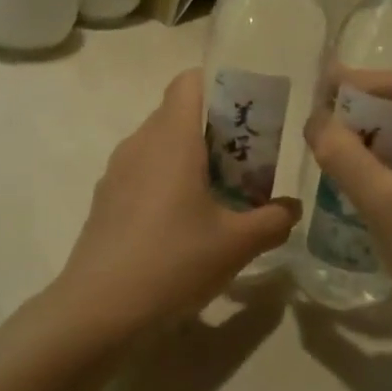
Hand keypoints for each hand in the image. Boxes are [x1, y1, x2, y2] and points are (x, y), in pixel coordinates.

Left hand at [52, 70, 300, 337]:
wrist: (99, 309)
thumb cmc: (174, 262)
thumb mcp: (237, 244)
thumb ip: (273, 220)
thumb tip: (292, 208)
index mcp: (172, 138)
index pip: (190, 81)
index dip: (220, 85)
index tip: (248, 113)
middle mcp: (140, 143)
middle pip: (178, 114)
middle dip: (215, 130)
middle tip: (248, 162)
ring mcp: (117, 171)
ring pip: (159, 145)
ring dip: (191, 159)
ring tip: (221, 195)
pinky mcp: (105, 199)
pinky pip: (142, 172)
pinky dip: (167, 182)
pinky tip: (183, 224)